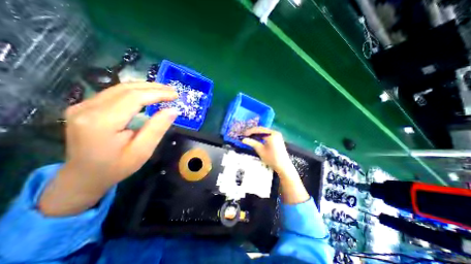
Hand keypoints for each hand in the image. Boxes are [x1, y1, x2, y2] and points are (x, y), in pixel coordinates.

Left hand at [39, 83, 178, 216]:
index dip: (157, 94)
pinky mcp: (85, 107)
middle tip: (172, 91)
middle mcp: (87, 109)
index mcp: (101, 122)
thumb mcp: (142, 151)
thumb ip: (157, 129)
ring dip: (145, 87)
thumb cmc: (117, 167)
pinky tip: (147, 94)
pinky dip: (135, 91)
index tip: (175, 95)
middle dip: (153, 88)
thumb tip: (173, 110)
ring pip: (120, 88)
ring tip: (164, 91)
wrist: (84, 177)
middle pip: (126, 89)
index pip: (134, 98)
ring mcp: (83, 106)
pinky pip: (114, 93)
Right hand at [241, 126, 293, 173]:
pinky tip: (256, 139)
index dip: (250, 131)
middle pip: (261, 130)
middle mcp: (275, 132)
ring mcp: (277, 135)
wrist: (283, 166)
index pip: (259, 129)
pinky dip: (261, 136)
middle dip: (253, 132)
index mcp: (272, 134)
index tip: (243, 134)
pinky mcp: (277, 138)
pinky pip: (267, 135)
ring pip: (264, 132)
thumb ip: (252, 143)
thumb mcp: (260, 150)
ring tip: (249, 137)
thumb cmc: (272, 158)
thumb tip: (243, 139)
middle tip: (245, 135)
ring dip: (256, 134)